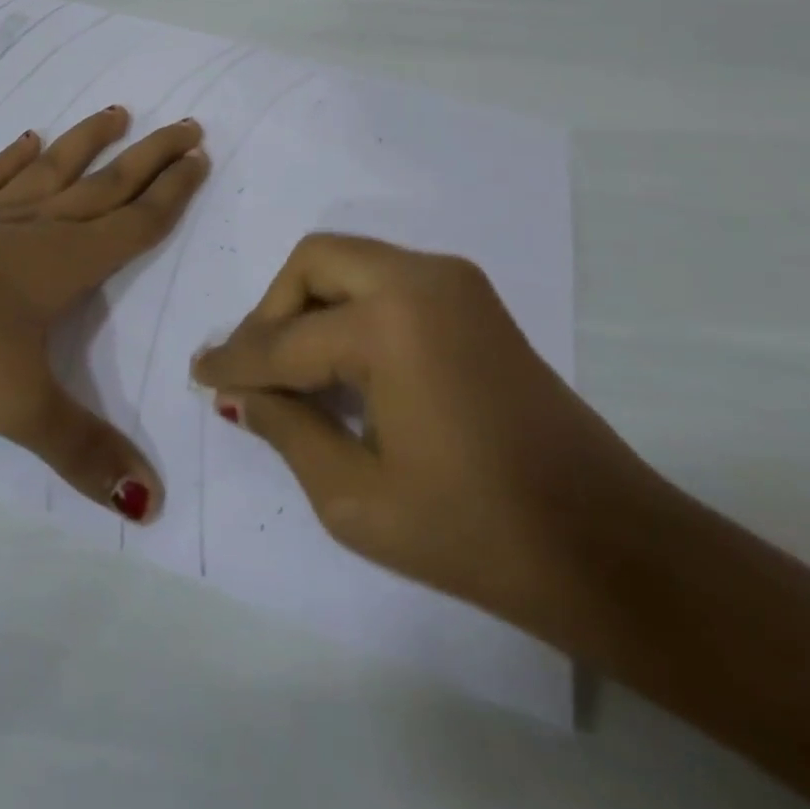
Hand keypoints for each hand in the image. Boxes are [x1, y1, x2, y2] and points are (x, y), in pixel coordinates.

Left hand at [0, 106, 207, 522]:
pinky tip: (26, 140)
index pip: (135, 222)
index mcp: (66, 261)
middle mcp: (37, 227)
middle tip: (187, 125)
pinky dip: (12, 158)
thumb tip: (152, 504)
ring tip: (116, 112)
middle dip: (151, 155)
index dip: (173, 192)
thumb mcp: (22, 407)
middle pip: (107, 183)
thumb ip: (85, 451)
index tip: (201, 158)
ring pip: (53, 169)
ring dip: (87, 141)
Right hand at [191, 234, 659, 647]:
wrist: (610, 546)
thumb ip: (286, 431)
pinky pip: (386, 280)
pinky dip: (349, 308)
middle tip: (254, 369)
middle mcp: (420, 278)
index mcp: (391, 323)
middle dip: (272, 311)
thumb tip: (240, 394)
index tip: (199, 375)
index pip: (285, 340)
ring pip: (350, 262)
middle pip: (314, 262)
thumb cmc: (477, 533)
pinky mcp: (473, 298)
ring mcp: (454, 281)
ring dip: (310, 305)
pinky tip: (342, 362)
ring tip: (292, 370)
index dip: (235, 362)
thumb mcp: (356, 500)